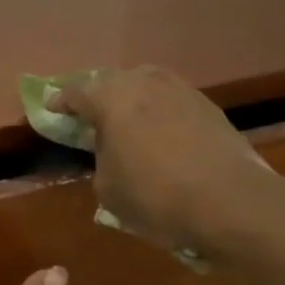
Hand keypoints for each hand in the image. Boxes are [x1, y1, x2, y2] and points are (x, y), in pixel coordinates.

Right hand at [50, 65, 284, 261]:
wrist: (232, 203)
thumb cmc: (156, 196)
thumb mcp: (107, 189)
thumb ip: (100, 160)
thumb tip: (109, 152)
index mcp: (110, 98)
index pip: (75, 92)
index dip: (60, 102)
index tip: (52, 109)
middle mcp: (143, 83)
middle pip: (111, 81)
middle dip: (97, 95)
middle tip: (90, 115)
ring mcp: (180, 90)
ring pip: (145, 84)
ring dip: (132, 97)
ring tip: (128, 118)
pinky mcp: (208, 106)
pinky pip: (172, 100)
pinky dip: (160, 110)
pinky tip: (161, 130)